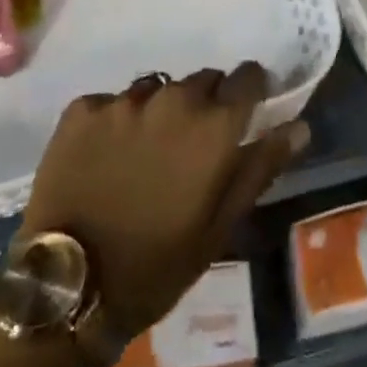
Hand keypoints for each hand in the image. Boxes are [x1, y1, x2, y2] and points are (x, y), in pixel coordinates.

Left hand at [21, 63, 308, 337]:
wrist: (67, 289)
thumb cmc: (157, 264)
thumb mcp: (220, 226)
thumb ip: (260, 167)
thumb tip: (299, 125)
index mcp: (213, 125)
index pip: (248, 76)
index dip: (251, 90)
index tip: (246, 109)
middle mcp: (173, 99)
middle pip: (201, 81)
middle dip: (204, 105)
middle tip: (191, 148)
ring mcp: (124, 100)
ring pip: (156, 89)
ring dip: (160, 111)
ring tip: (145, 155)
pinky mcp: (83, 108)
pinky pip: (111, 102)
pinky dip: (115, 123)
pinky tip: (105, 159)